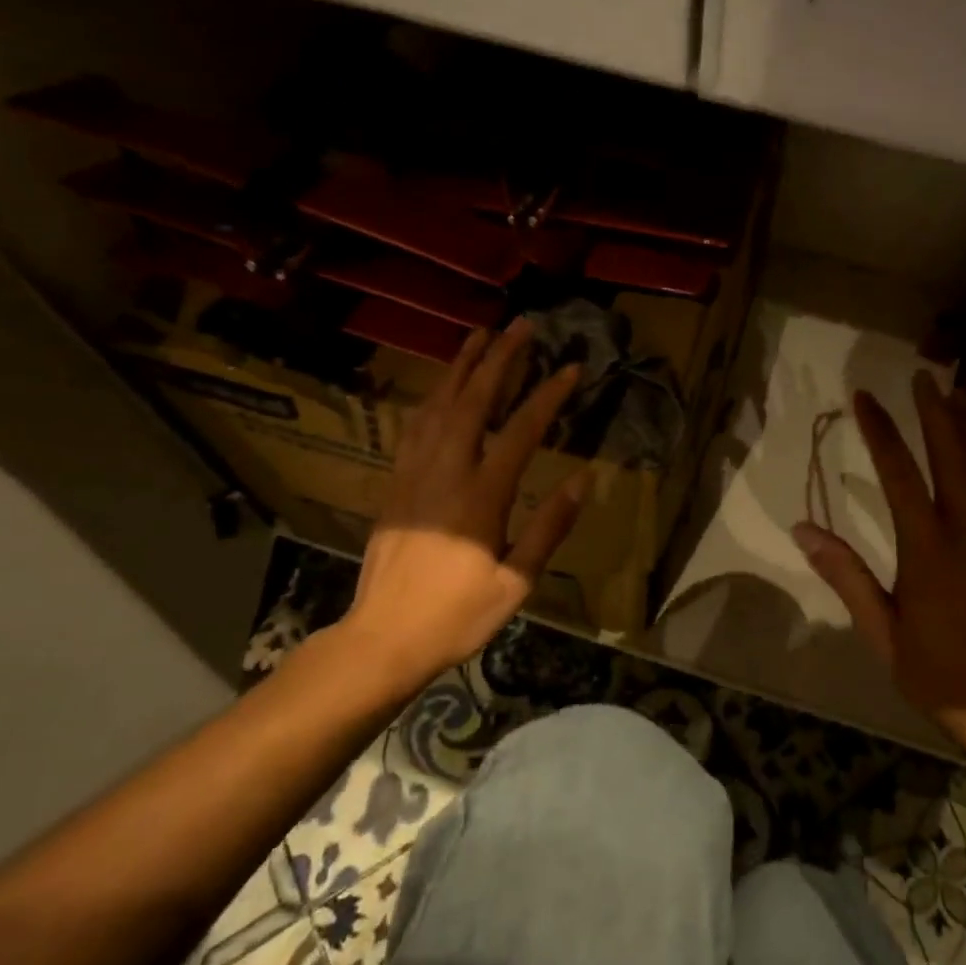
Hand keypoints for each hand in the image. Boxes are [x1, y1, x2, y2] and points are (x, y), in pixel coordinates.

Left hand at [338, 319, 588, 690]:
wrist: (383, 638)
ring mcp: (414, 474)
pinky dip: (431, 397)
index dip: (548, 395)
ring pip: (437, 405)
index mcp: (481, 497)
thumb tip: (582, 479)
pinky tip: (441, 386)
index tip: (571, 368)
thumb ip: (549, 527)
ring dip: (460, 366)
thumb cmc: (458, 615)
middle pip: (473, 401)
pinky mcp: (395, 484)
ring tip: (480, 335)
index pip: (521, 431)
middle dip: (499, 358)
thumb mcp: (516, 581)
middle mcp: (445, 473)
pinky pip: (413, 427)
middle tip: (521, 326)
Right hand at [793, 371, 965, 744]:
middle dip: (935, 413)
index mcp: (930, 552)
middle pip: (953, 457)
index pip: (900, 475)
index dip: (881, 431)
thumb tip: (803, 530)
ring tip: (957, 394)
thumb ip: (847, 577)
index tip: (865, 398)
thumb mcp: (882, 632)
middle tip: (922, 377)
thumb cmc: (937, 673)